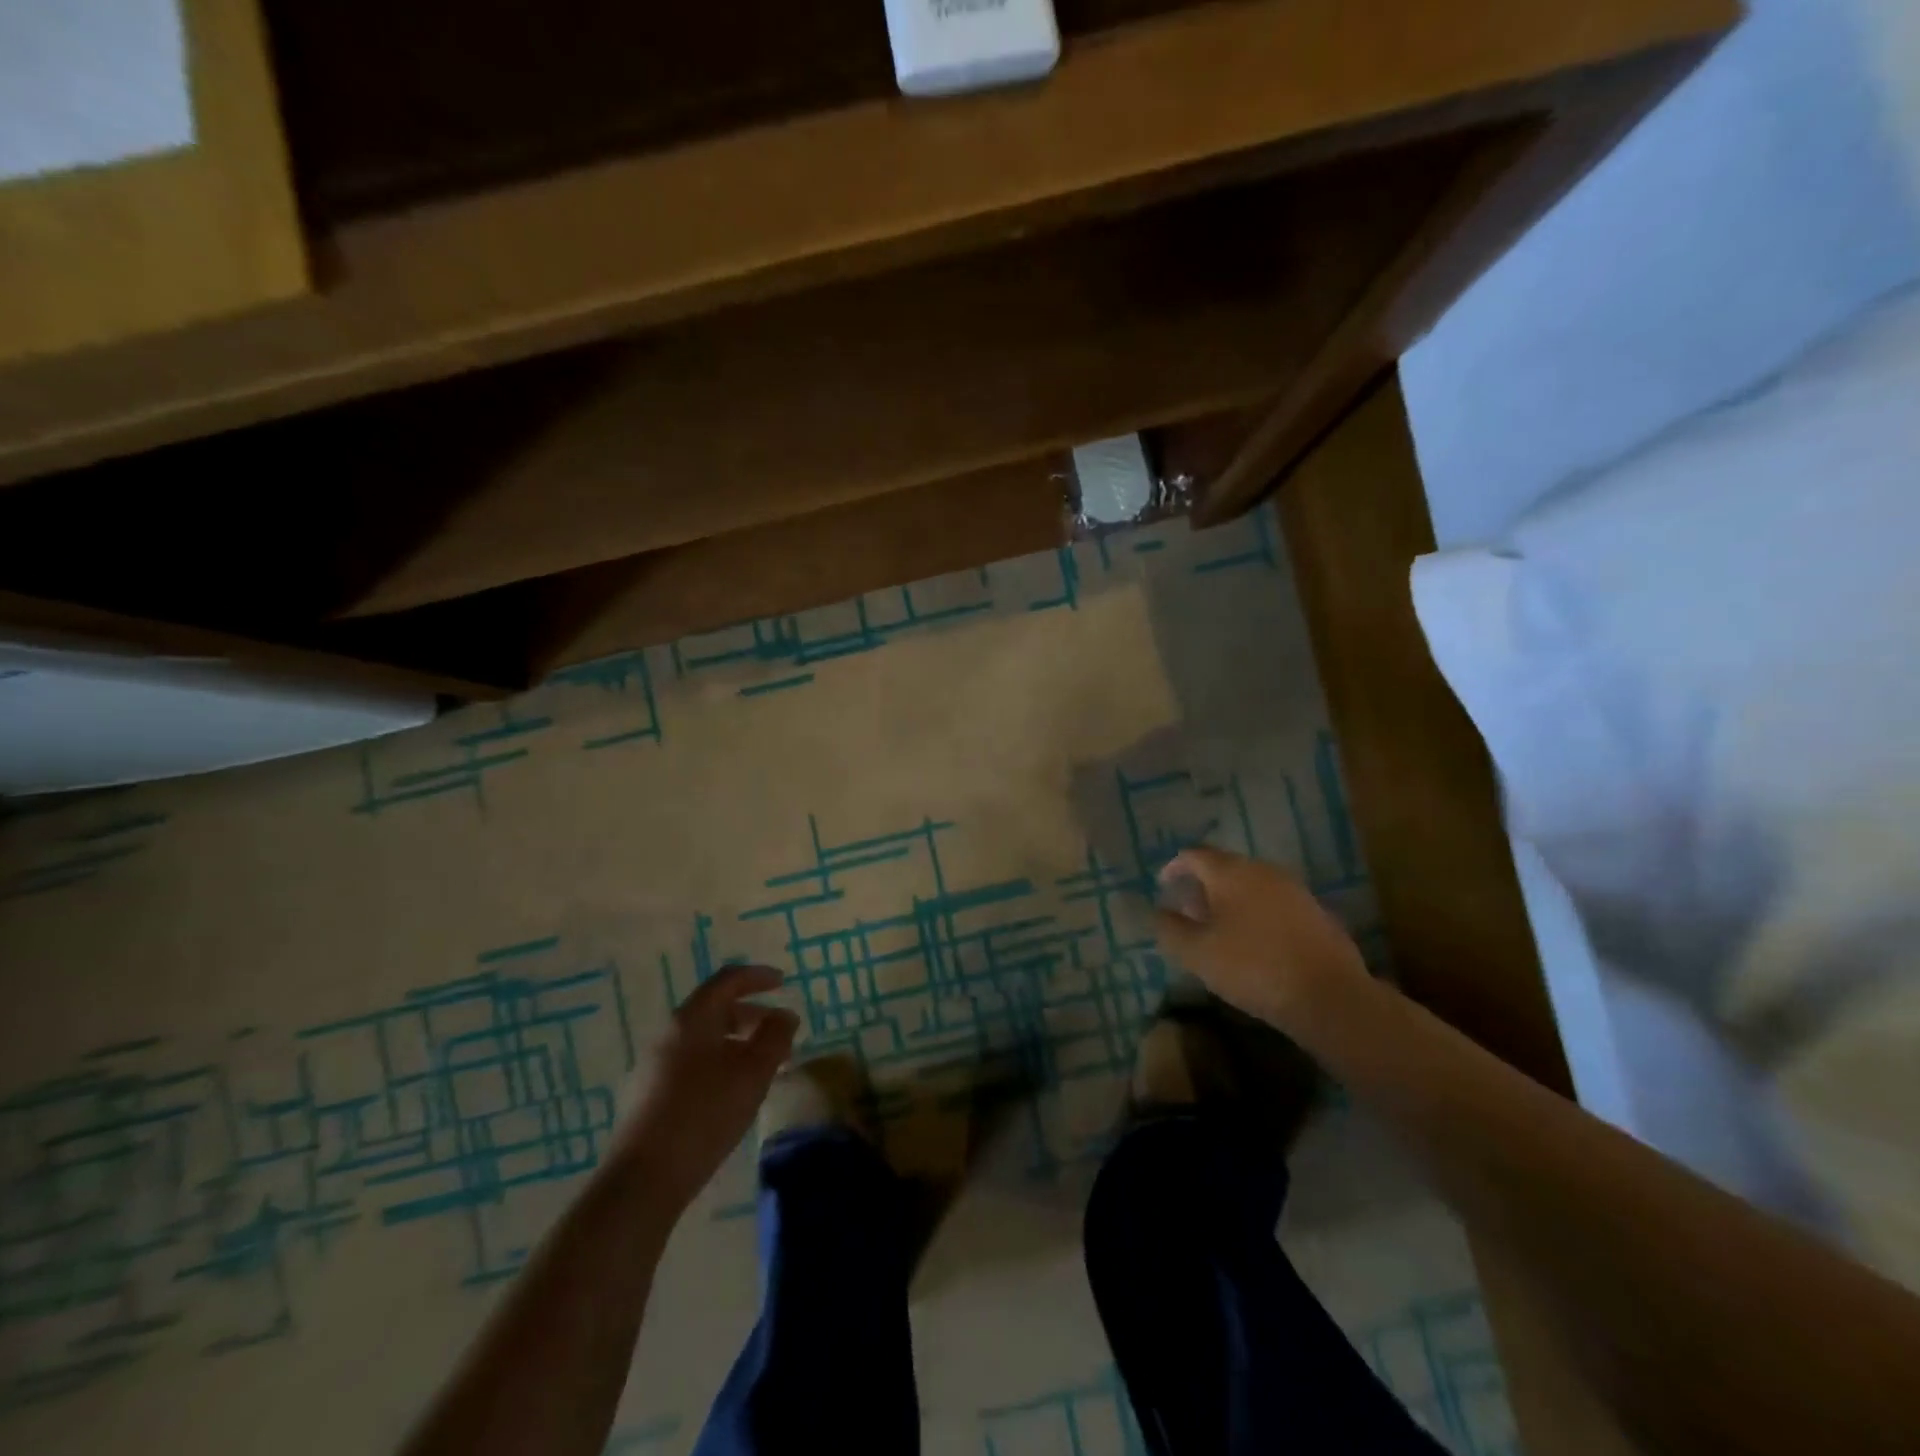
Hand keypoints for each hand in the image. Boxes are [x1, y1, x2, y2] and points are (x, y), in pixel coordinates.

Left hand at [614, 964, 799, 1212]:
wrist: (642, 1180)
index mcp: (691, 1018)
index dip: (758, 977)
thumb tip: (785, 1015)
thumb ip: (775, 1037)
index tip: (783, 981)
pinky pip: (692, 1064)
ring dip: (737, 1044)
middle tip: (780, 1034)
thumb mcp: (754, 1072)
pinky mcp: (648, 1097)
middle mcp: (668, 1034)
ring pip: (704, 1040)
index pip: (727, 980)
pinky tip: (732, 1095)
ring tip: (762, 1068)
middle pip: (715, 1010)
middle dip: (752, 1017)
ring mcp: (654, 1066)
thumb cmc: (704, 1114)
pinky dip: (719, 1064)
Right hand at [1154, 847, 1369, 1031]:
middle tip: (1188, 911)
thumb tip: (1160, 912)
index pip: (1194, 855)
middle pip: (1225, 868)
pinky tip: (1254, 944)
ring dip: (1231, 901)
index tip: (1163, 885)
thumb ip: (1170, 929)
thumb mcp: (1196, 953)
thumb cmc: (1252, 967)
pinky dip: (1256, 915)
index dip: (1174, 867)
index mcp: (1231, 872)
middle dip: (1203, 886)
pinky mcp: (1316, 913)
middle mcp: (1263, 871)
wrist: (1330, 996)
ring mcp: (1294, 890)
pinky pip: (1275, 904)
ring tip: (1219, 930)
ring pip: (1252, 886)